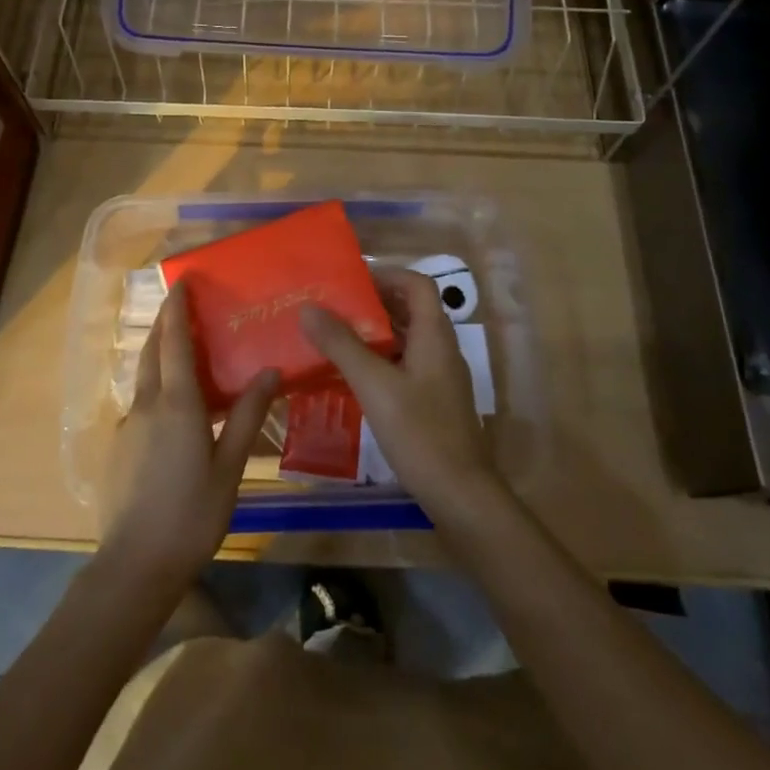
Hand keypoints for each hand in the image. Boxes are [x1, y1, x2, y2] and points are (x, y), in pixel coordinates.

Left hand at [100, 284, 279, 591]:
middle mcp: (146, 405)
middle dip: (164, 323)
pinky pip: (140, 404)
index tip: (181, 281)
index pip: (174, 341)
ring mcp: (127, 426)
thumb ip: (248, 416)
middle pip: (152, 352)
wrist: (135, 565)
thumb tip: (270, 372)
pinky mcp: (118, 448)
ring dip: (159, 355)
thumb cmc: (191, 514)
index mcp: (176, 404)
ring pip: (143, 378)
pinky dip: (155, 389)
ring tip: (183, 352)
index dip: (177, 309)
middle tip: (181, 304)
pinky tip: (173, 409)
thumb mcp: (229, 466)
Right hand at [299, 268, 499, 519]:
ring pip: (407, 339)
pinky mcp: (434, 401)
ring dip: (375, 333)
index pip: (418, 284)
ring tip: (336, 336)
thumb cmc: (419, 433)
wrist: (460, 494)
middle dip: (374, 303)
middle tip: (335, 307)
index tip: (351, 280)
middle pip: (411, 310)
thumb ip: (341, 345)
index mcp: (434, 335)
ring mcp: (440, 377)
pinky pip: (406, 365)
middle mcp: (442, 349)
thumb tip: (309, 308)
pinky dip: (381, 360)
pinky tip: (353, 376)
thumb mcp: (374, 385)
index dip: (387, 275)